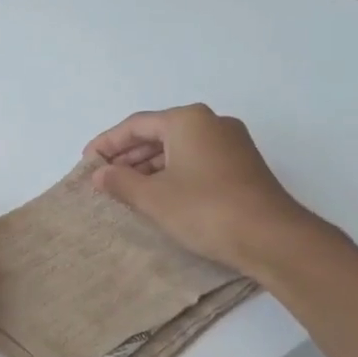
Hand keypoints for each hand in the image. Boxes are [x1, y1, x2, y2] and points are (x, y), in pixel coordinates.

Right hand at [84, 105, 328, 278]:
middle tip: (102, 176)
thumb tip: (99, 173)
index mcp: (188, 120)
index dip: (107, 143)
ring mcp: (231, 143)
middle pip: (158, 133)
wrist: (270, 237)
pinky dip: (171, 173)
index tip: (86, 161)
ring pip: (178, 148)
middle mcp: (211, 123)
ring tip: (124, 188)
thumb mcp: (153, 197)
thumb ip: (120, 182)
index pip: (136, 125)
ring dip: (148, 166)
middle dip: (127, 155)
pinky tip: (157, 194)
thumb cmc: (205, 209)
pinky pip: (195, 160)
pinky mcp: (241, 166)